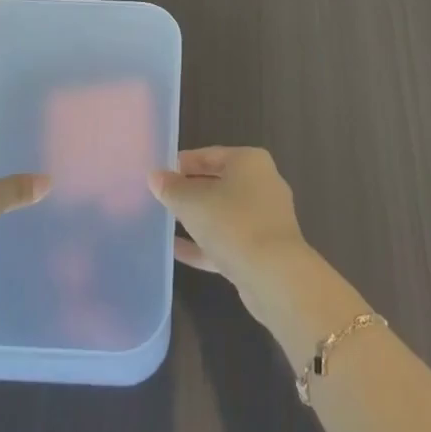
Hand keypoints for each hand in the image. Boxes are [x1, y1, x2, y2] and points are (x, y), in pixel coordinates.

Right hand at [148, 147, 310, 313]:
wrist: (275, 276)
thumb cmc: (233, 223)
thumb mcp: (192, 202)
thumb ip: (171, 188)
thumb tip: (155, 176)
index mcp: (249, 162)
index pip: (209, 154)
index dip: (182, 163)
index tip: (158, 173)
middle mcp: (261, 184)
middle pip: (217, 183)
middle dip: (189, 191)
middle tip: (160, 198)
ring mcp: (264, 219)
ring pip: (222, 213)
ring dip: (196, 218)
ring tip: (165, 221)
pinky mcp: (261, 250)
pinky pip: (227, 240)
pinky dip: (204, 244)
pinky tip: (176, 250)